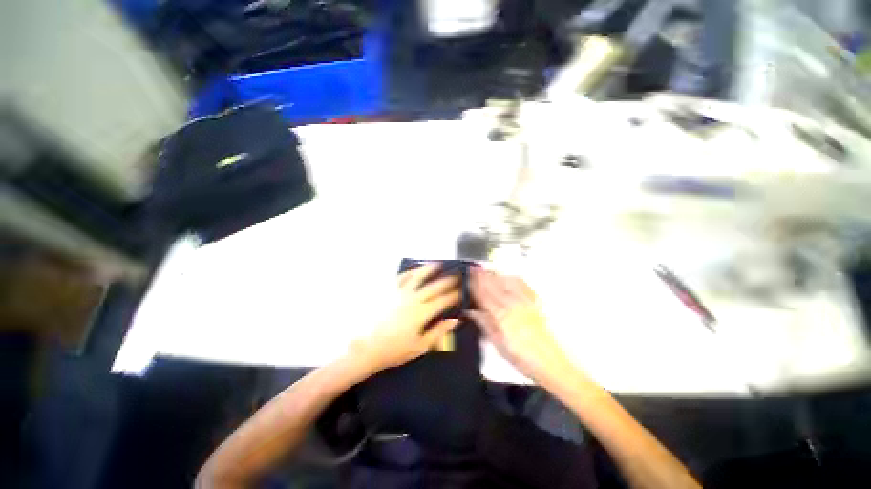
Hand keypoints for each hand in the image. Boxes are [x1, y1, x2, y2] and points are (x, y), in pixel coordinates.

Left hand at [353, 263, 460, 373]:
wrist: (367, 347)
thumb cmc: (395, 350)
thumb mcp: (421, 346)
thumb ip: (439, 331)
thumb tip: (454, 320)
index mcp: (422, 312)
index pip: (442, 301)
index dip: (454, 296)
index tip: (462, 291)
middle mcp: (413, 298)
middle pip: (433, 286)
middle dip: (447, 281)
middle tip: (456, 276)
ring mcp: (399, 293)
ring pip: (417, 277)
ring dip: (429, 270)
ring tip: (438, 264)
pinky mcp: (388, 292)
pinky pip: (400, 278)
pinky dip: (409, 272)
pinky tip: (414, 270)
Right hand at [468, 269, 568, 381]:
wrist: (552, 364)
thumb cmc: (523, 359)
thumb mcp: (499, 345)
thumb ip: (485, 324)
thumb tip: (471, 311)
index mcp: (502, 316)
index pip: (484, 295)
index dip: (475, 284)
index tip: (468, 275)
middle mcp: (513, 305)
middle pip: (494, 285)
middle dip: (483, 275)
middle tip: (474, 267)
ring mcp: (526, 302)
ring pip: (507, 282)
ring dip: (496, 274)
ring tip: (487, 269)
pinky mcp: (536, 303)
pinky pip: (524, 285)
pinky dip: (513, 278)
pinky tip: (509, 276)